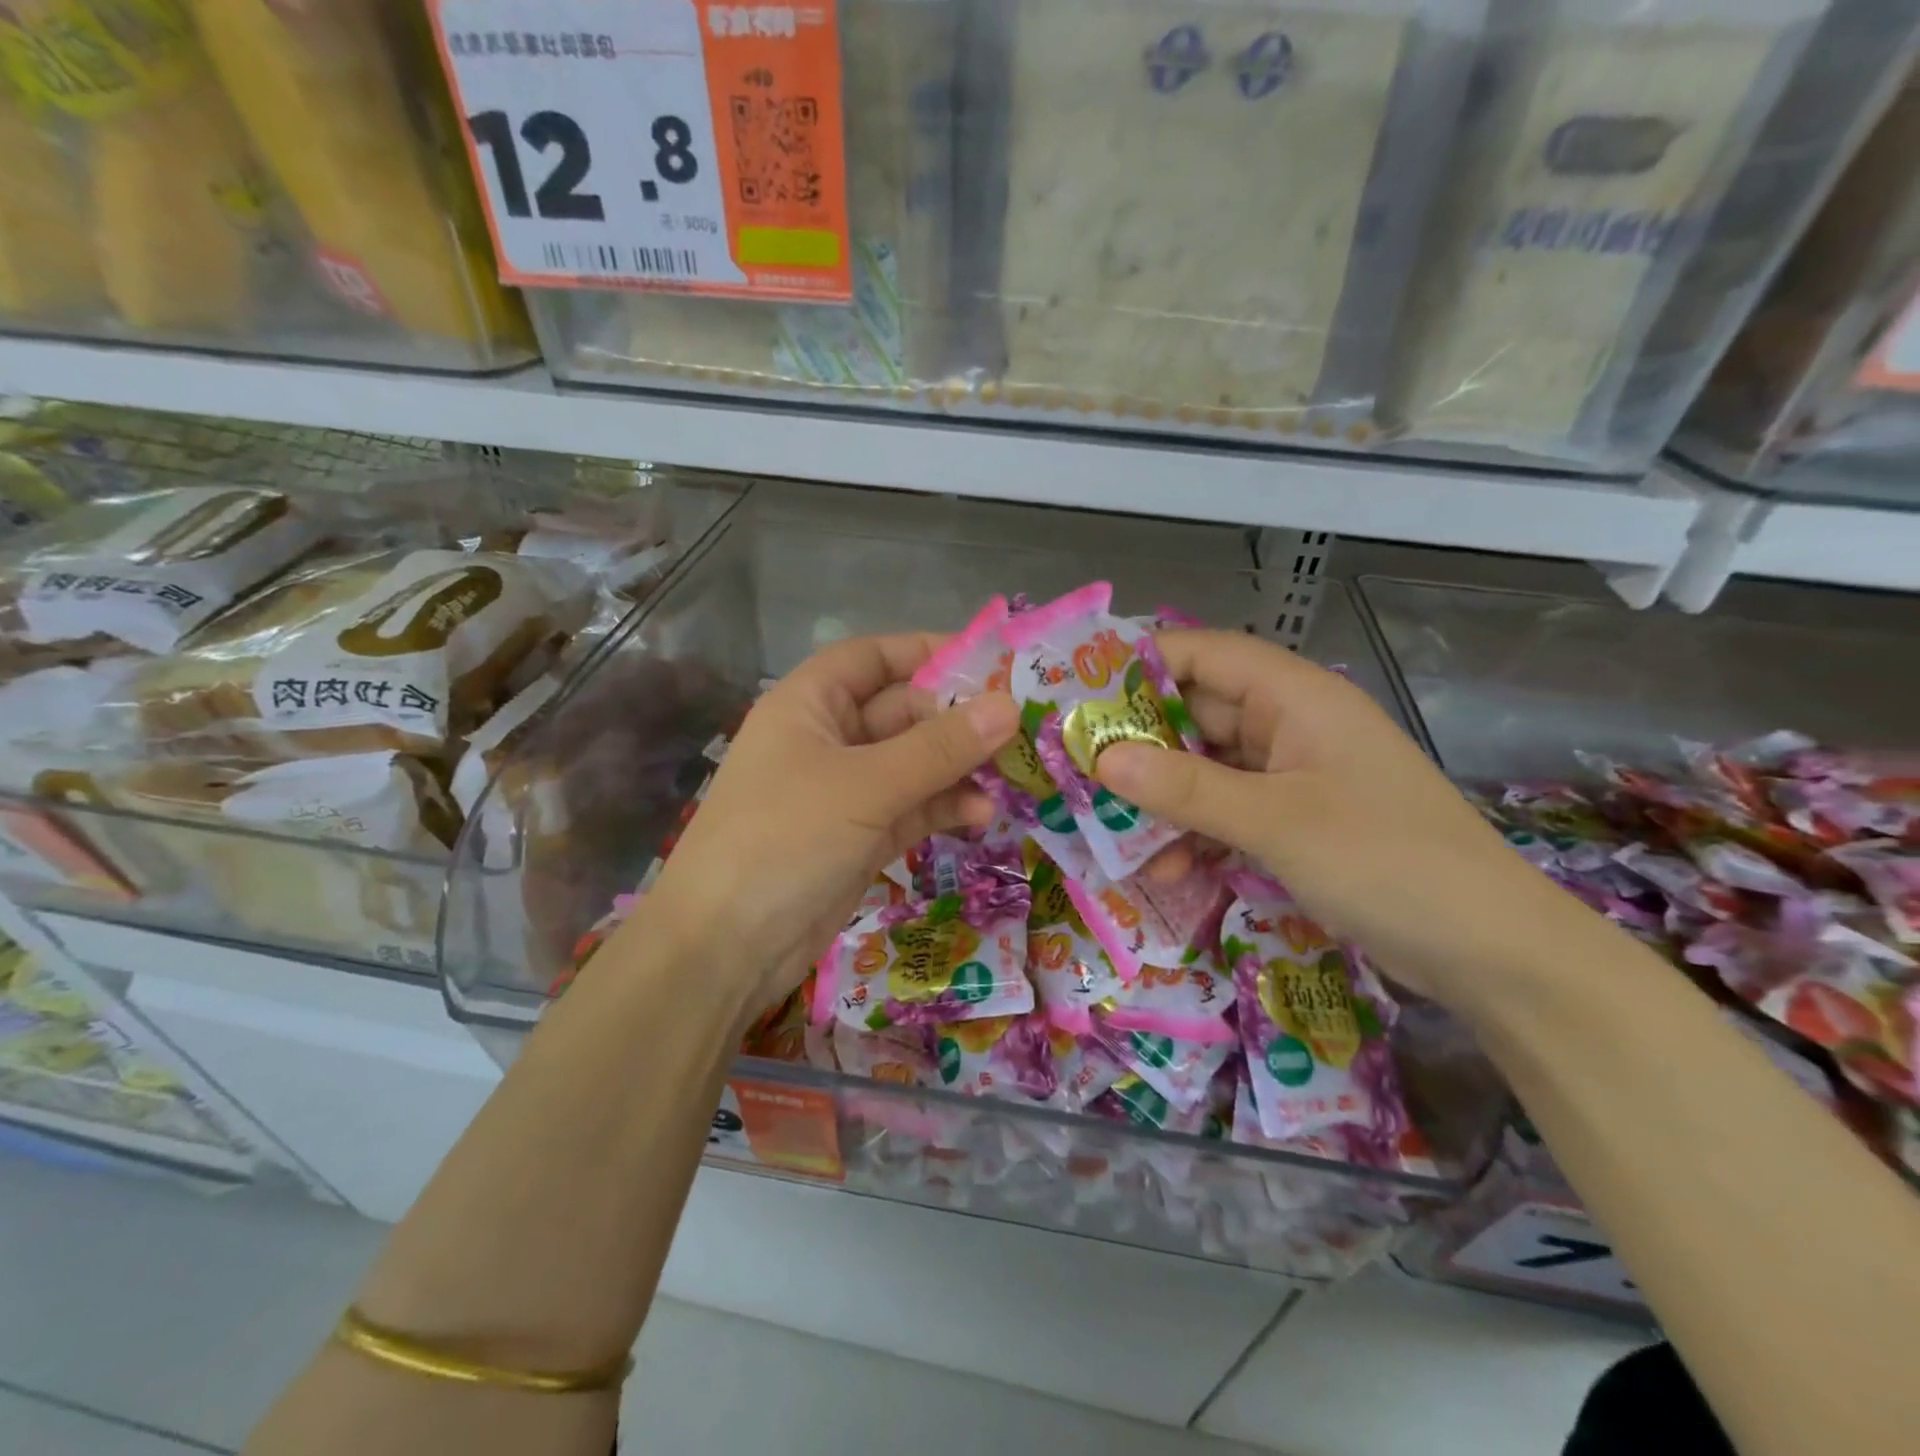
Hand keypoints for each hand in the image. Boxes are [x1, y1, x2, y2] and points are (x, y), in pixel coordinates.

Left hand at [629, 633, 1018, 1012]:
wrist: (725, 947)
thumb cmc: (785, 838)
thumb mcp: (866, 785)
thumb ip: (940, 747)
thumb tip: (1008, 706)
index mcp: (810, 704)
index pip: (874, 658)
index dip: (928, 652)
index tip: (991, 661)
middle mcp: (827, 739)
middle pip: (903, 712)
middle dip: (957, 720)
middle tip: (1020, 728)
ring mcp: (845, 791)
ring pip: (914, 764)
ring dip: (959, 768)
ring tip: (1010, 777)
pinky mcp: (860, 837)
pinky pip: (912, 808)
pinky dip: (944, 808)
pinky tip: (981, 816)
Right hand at [1097, 630, 1552, 1004]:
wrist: (1489, 950)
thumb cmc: (1386, 861)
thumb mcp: (1276, 822)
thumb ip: (1185, 789)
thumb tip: (1101, 758)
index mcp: (1295, 697)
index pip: (1203, 654)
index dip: (1139, 665)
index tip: (1078, 693)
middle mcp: (1290, 725)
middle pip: (1197, 714)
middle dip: (1138, 742)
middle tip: (1075, 766)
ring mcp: (1293, 776)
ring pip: (1206, 769)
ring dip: (1162, 798)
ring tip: (1106, 827)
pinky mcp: (1295, 822)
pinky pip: (1228, 812)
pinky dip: (1196, 834)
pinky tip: (1166, 869)